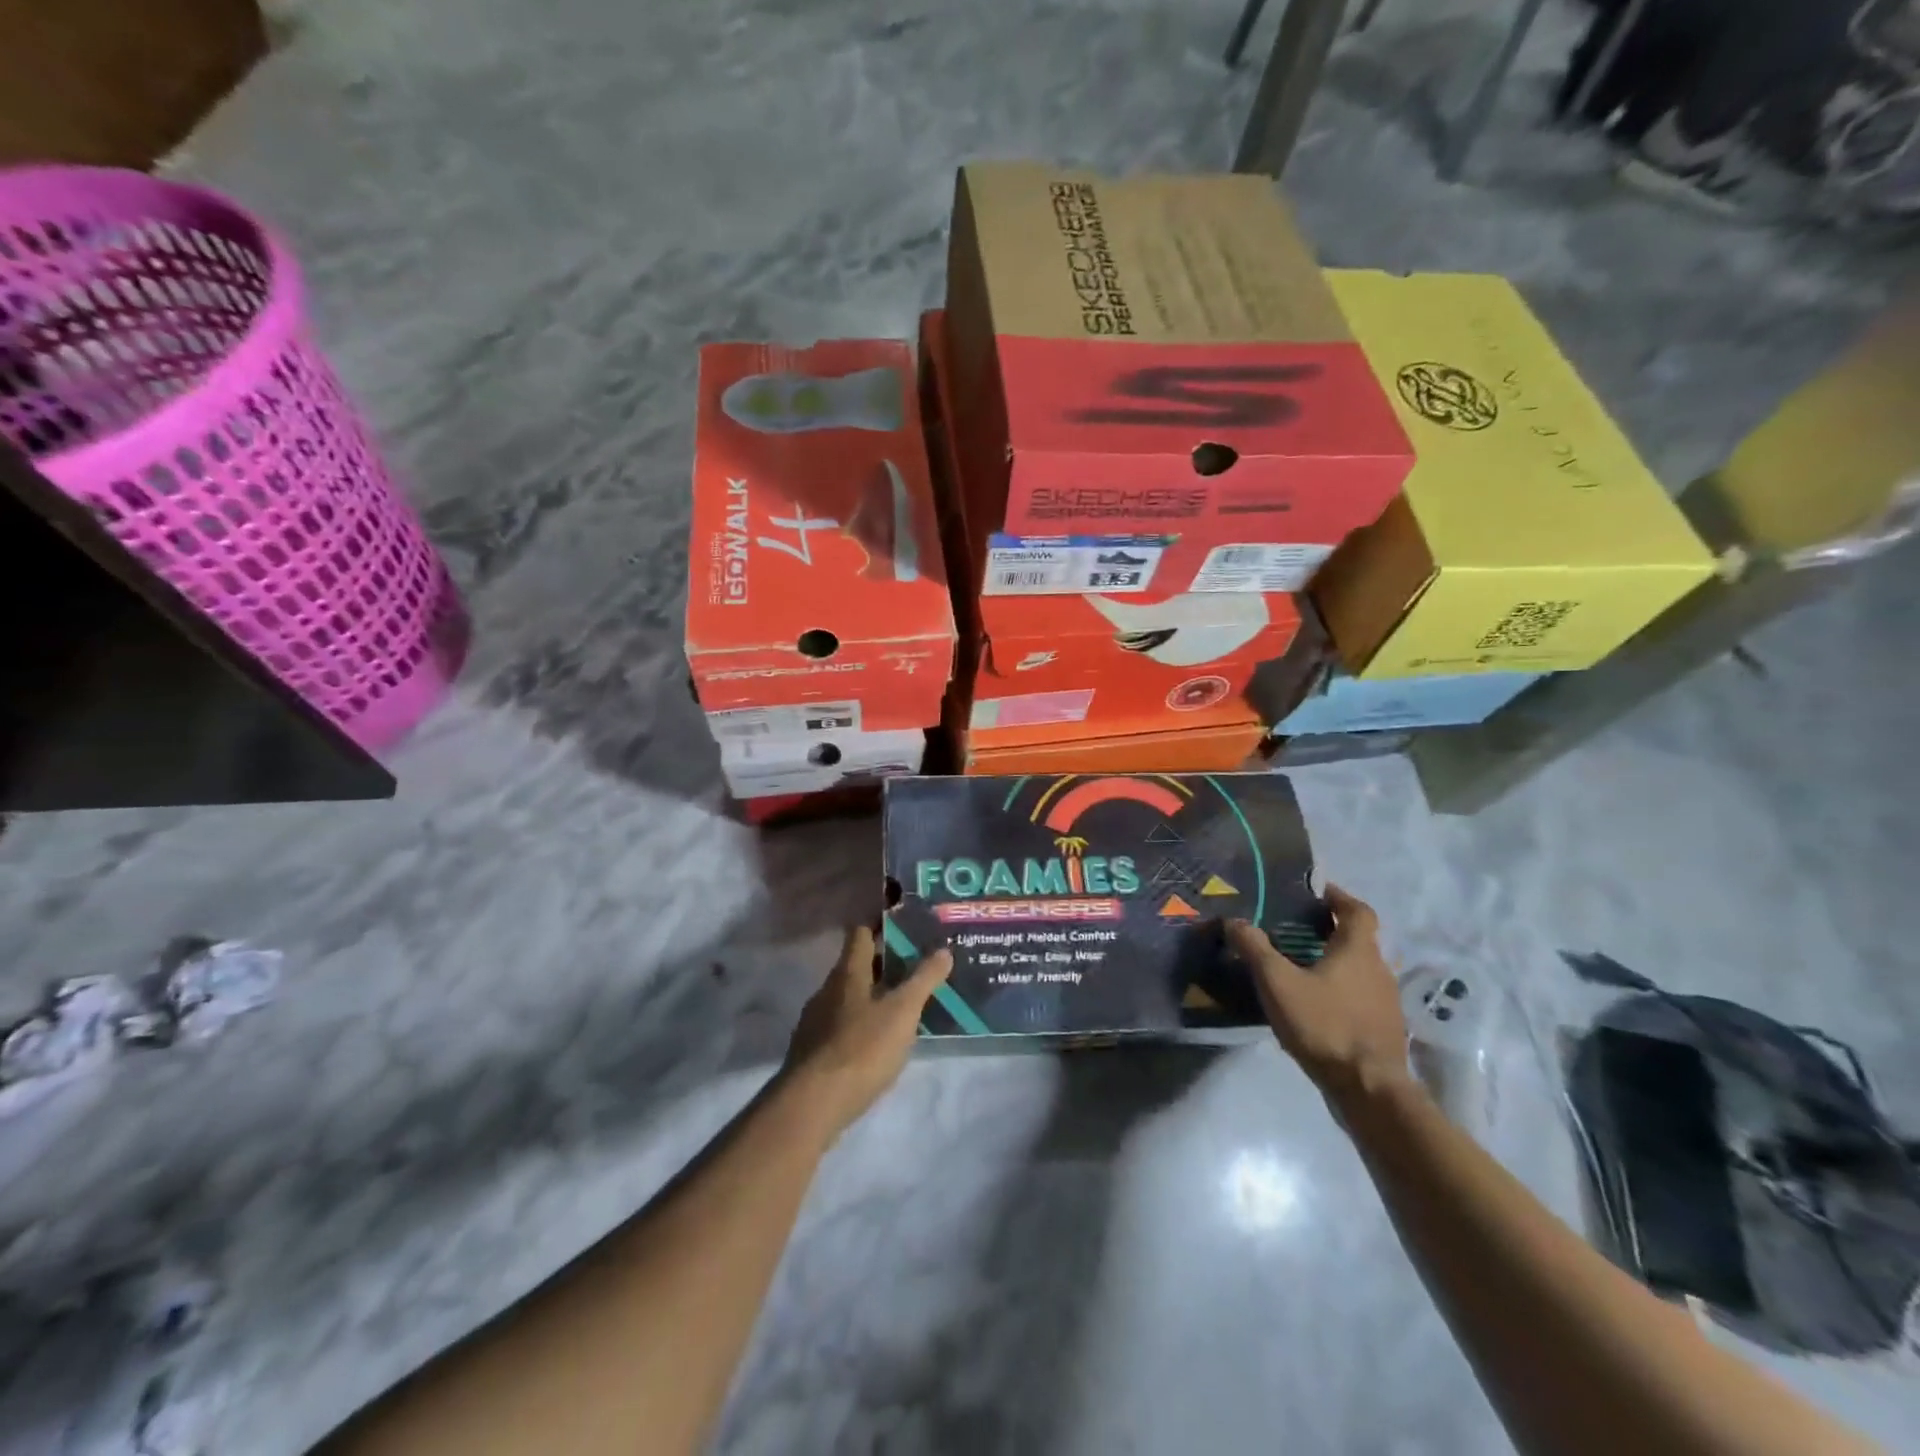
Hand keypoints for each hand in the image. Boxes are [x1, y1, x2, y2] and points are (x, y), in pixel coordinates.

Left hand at [781, 925, 952, 1138]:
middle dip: (884, 964)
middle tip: (916, 967)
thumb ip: (923, 980)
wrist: (813, 1105)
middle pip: (855, 965)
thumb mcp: (902, 1012)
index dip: (881, 925)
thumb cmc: (861, 1048)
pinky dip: (862, 1024)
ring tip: (904, 1005)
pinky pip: (842, 1025)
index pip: (860, 932)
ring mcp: (816, 1021)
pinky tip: (880, 1042)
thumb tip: (943, 949)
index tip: (906, 925)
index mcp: (847, 972)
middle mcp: (827, 990)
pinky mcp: (814, 1052)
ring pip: (849, 997)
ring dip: (874, 996)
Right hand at [1226, 885, 1409, 1100]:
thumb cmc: (1324, 1025)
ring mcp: (1387, 1002)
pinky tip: (1319, 1006)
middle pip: (1360, 940)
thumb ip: (1255, 948)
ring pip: (1361, 970)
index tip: (1318, 893)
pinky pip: (1362, 997)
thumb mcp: (1278, 983)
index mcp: (1358, 950)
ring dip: (1337, 963)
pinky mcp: (1386, 1029)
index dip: (1340, 898)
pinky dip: (1343, 991)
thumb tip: (1233, 920)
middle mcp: (1379, 969)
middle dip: (1332, 931)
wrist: (1370, 1088)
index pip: (1358, 911)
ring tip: (1303, 968)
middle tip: (1299, 931)